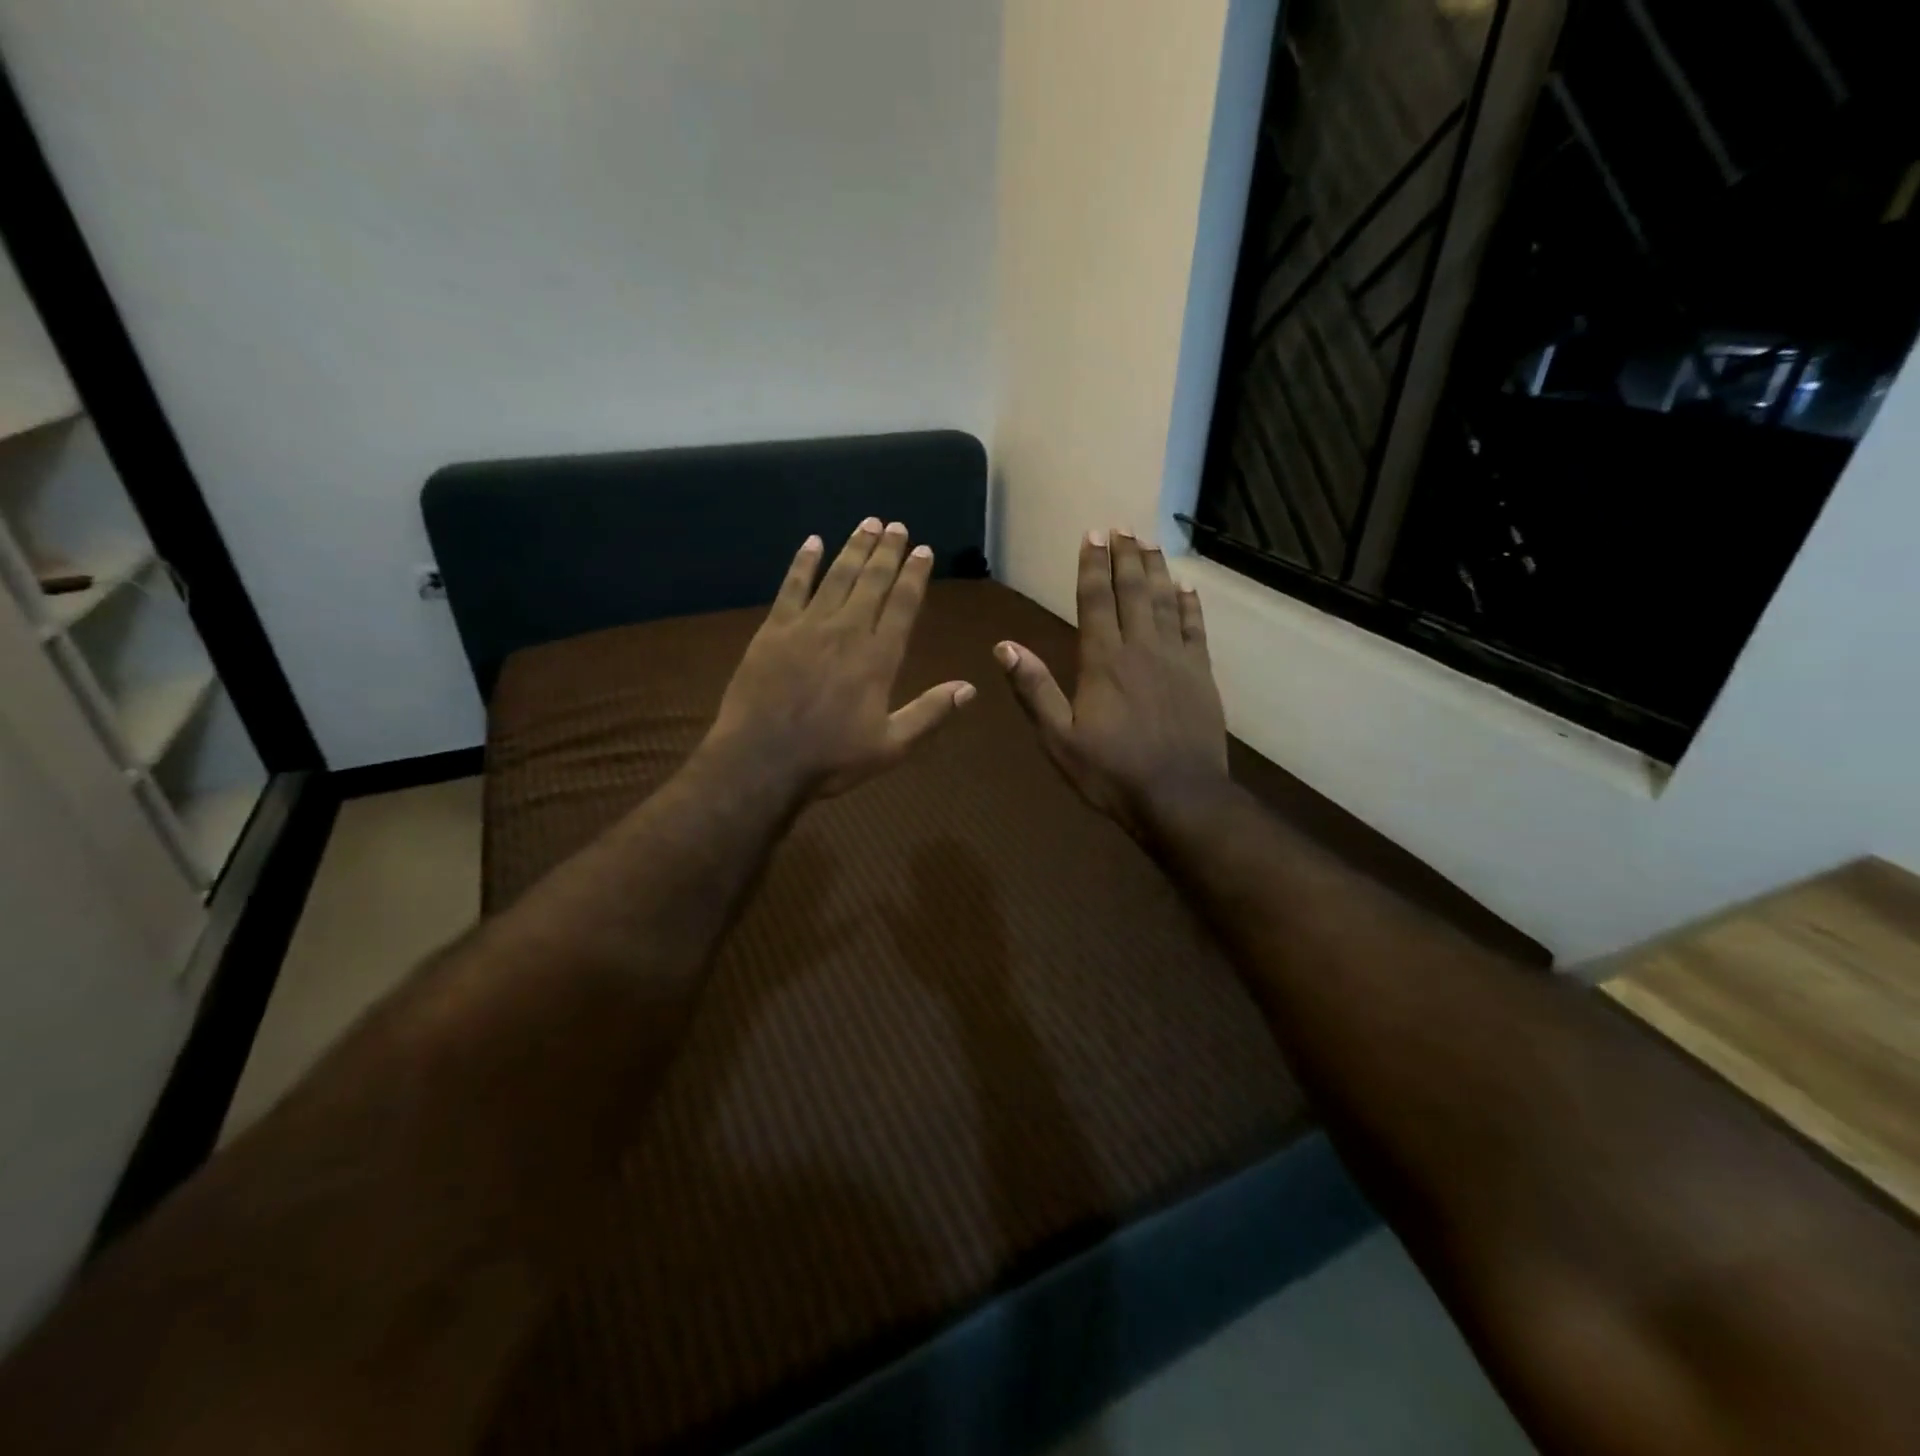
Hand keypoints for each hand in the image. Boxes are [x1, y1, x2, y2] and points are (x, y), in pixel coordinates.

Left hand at [705, 518, 975, 797]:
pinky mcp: (774, 630)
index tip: (923, 550)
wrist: (762, 761)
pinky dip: (803, 562)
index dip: (914, 575)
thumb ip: (930, 713)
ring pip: (836, 576)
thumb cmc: (830, 758)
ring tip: (868, 524)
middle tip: (897, 525)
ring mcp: (807, 626)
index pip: (902, 605)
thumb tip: (970, 688)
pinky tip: (812, 542)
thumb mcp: (891, 746)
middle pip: (871, 581)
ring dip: (854, 548)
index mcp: (878, 658)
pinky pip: (792, 586)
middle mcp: (846, 631)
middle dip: (887, 551)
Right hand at [996, 531, 1228, 836]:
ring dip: (1155, 570)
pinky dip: (1190, 605)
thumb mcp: (1059, 739)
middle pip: (1132, 591)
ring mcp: (1176, 659)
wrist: (1180, 797)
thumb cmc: (1112, 772)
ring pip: (1164, 601)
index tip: (1092, 536)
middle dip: (1124, 557)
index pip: (1094, 601)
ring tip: (1149, 543)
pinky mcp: (1202, 674)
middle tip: (1121, 528)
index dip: (1092, 566)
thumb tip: (1004, 646)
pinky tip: (1186, 588)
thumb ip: (1034, 690)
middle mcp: (1140, 648)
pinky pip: (1196, 628)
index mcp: (1102, 661)